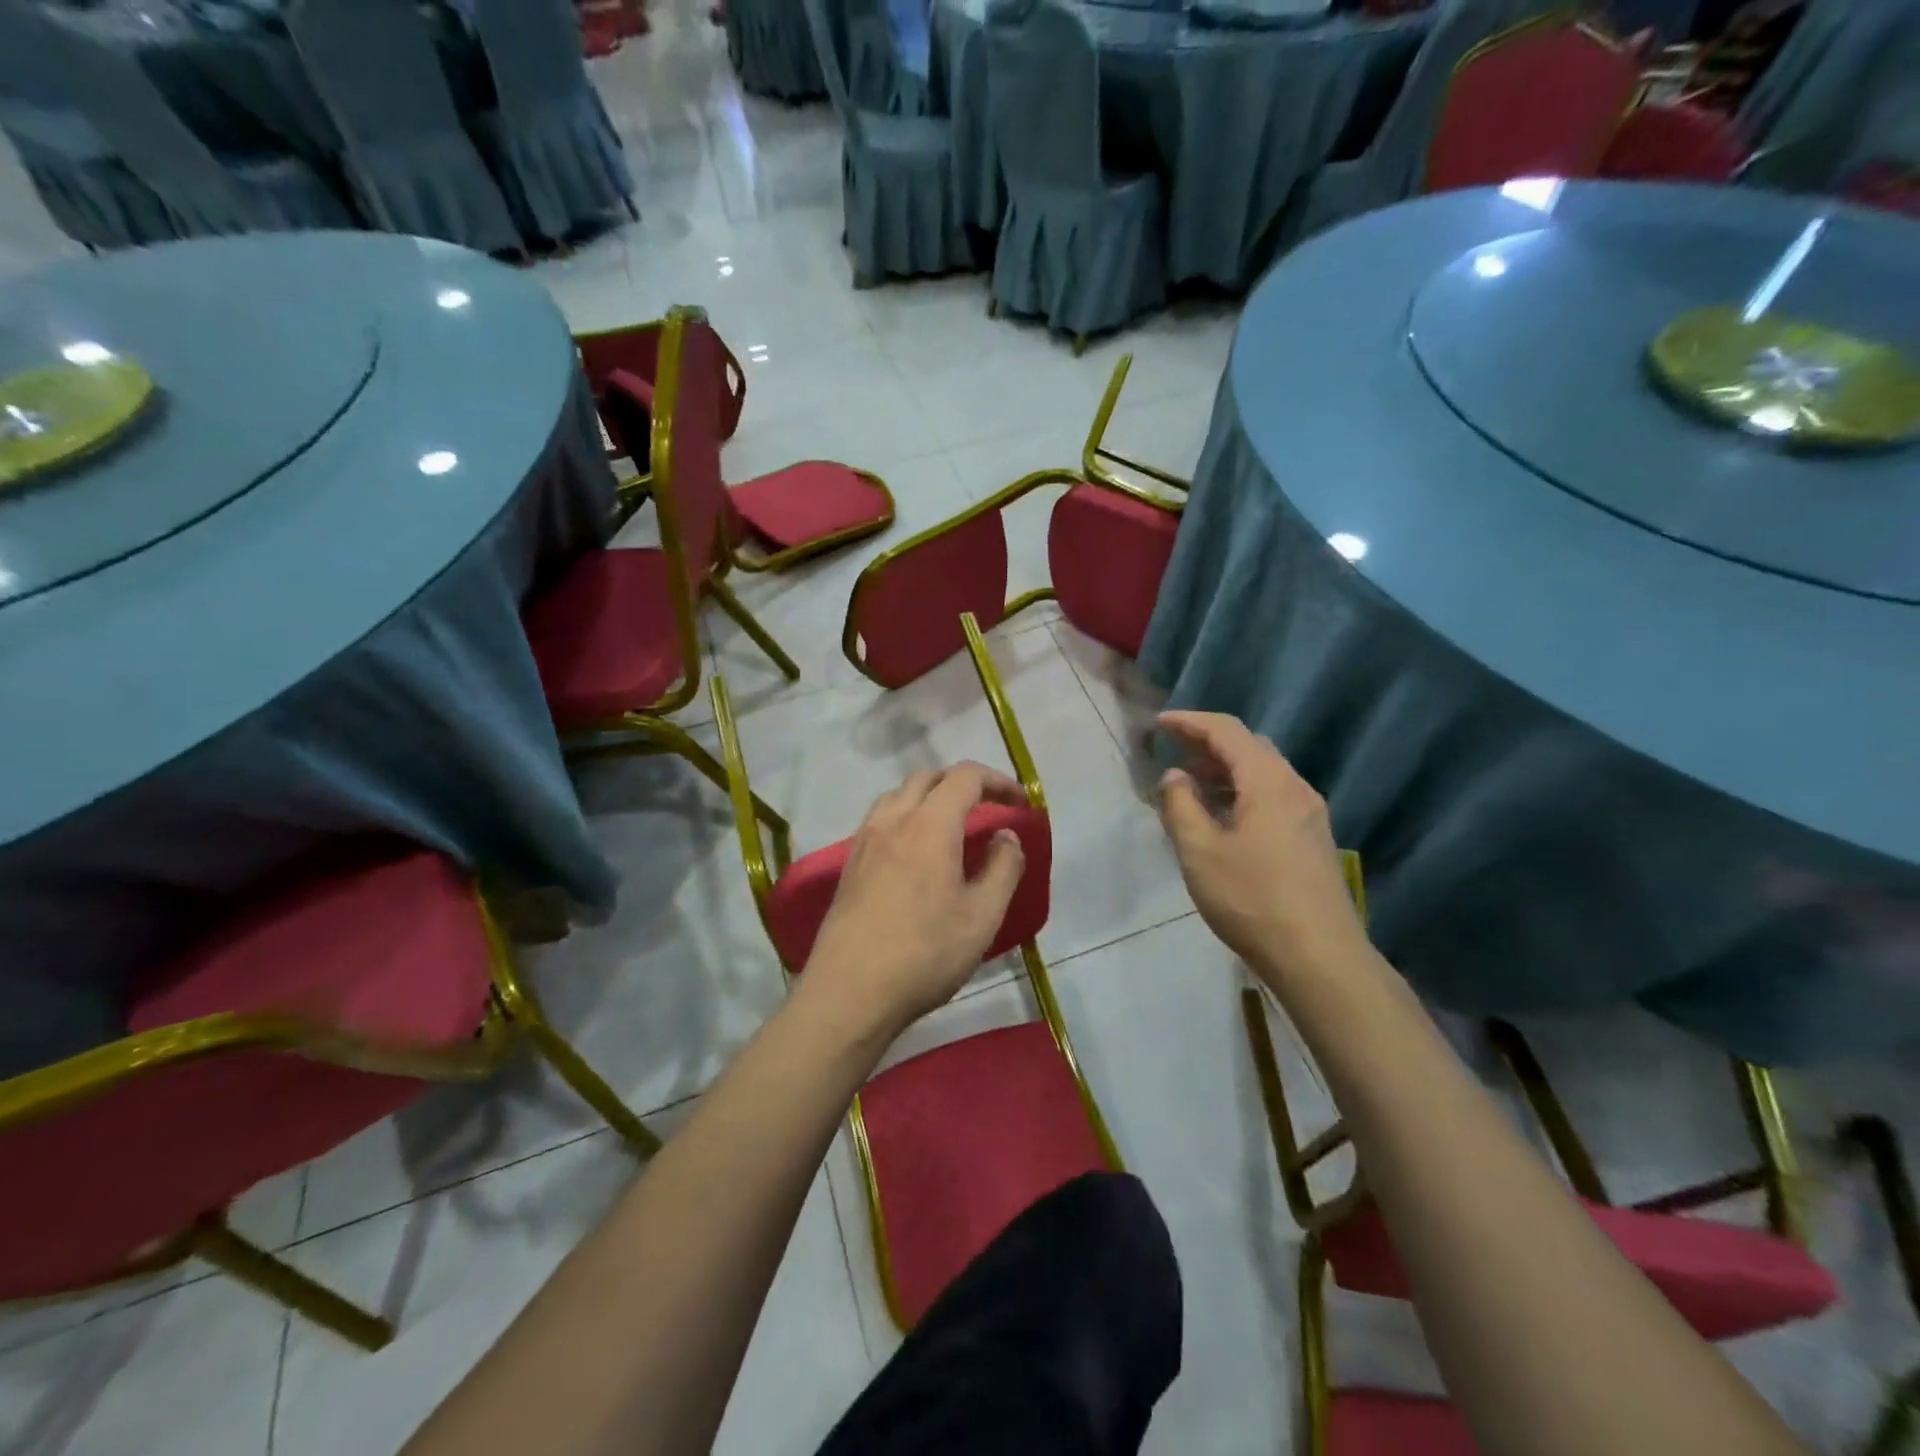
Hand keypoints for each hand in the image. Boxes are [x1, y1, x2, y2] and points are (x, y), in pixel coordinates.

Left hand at [800, 763, 1029, 1039]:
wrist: (850, 992)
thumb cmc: (925, 954)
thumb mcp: (982, 916)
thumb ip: (1003, 867)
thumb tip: (1006, 835)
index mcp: (929, 824)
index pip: (966, 777)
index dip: (998, 781)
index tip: (1020, 803)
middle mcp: (892, 819)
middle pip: (928, 777)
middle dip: (962, 783)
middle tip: (988, 807)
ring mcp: (865, 840)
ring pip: (898, 795)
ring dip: (929, 797)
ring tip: (951, 826)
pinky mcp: (849, 864)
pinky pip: (880, 820)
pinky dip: (906, 817)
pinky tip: (915, 853)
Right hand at [1155, 711, 1367, 984]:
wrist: (1319, 957)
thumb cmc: (1252, 899)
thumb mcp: (1200, 852)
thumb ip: (1180, 806)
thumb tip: (1175, 776)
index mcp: (1269, 783)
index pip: (1227, 731)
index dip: (1190, 722)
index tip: (1159, 724)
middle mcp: (1295, 788)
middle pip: (1249, 747)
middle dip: (1207, 742)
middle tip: (1171, 750)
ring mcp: (1309, 814)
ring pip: (1262, 773)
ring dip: (1224, 769)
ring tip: (1189, 782)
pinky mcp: (1311, 838)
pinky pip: (1272, 796)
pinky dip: (1241, 791)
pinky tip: (1221, 815)